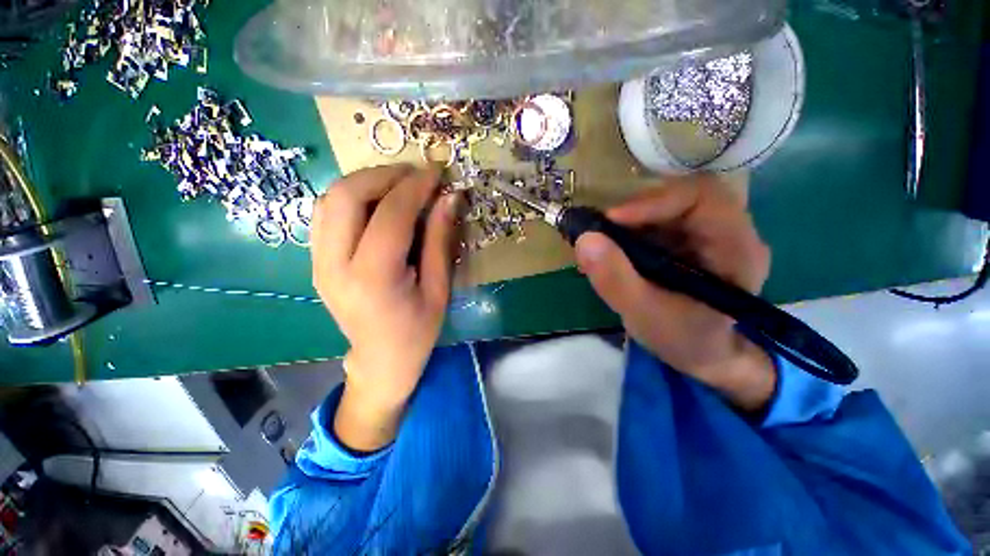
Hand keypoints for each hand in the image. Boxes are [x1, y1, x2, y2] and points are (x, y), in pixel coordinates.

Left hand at [311, 165, 458, 449]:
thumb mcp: (439, 289)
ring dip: (366, 181)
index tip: (436, 172)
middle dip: (383, 175)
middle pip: (346, 196)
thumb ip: (440, 240)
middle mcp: (335, 266)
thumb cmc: (418, 331)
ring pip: (330, 199)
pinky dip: (353, 197)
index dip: (415, 187)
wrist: (380, 360)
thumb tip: (449, 198)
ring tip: (400, 185)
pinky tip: (379, 203)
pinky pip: (327, 213)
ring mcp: (318, 262)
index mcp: (373, 279)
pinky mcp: (316, 261)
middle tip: (416, 175)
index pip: (390, 215)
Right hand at [575, 174, 775, 411]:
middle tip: (600, 230)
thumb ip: (615, 279)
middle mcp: (728, 232)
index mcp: (736, 248)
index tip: (611, 220)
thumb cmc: (684, 340)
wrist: (702, 355)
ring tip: (600, 243)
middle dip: (636, 211)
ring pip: (665, 207)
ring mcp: (707, 235)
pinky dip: (628, 231)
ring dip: (628, 222)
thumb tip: (584, 240)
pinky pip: (656, 222)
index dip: (654, 201)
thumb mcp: (644, 314)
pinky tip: (611, 251)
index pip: (702, 198)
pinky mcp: (687, 241)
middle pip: (680, 197)